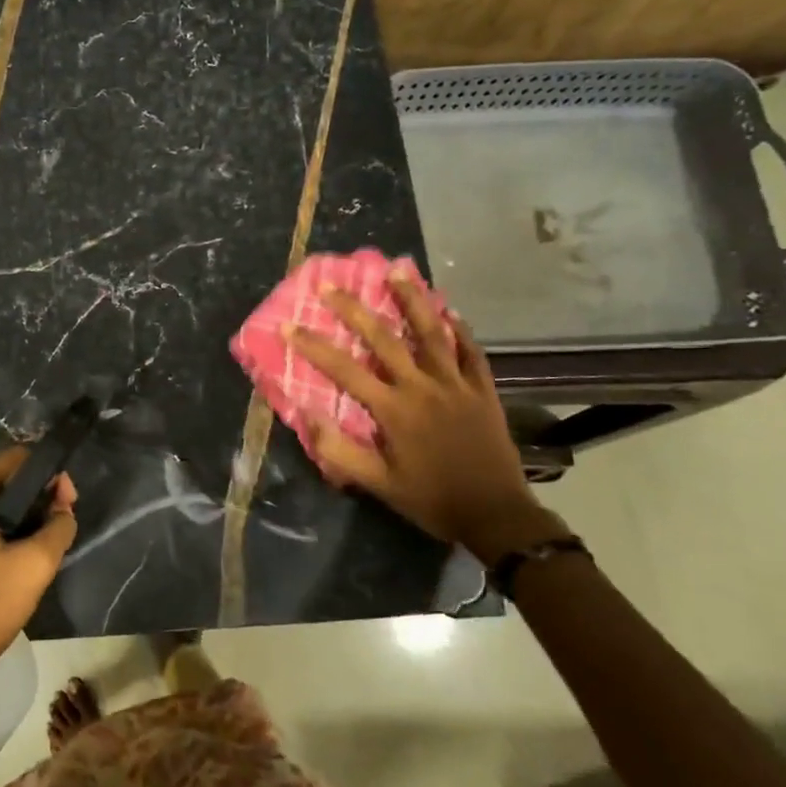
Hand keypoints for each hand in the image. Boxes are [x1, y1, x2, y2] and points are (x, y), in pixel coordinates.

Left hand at [0, 447, 76, 690]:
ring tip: (41, 549)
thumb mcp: (33, 567)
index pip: (17, 459)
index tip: (68, 504)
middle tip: (59, 528)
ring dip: (18, 520)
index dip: (49, 476)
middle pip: (2, 482)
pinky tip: (13, 564)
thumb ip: (58, 527)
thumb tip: (63, 505)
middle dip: (35, 500)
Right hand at [284, 271, 564, 563]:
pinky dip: (459, 329)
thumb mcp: (378, 484)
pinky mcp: (483, 390)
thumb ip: (340, 450)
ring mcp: (457, 385)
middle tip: (330, 285)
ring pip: (431, 332)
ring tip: (397, 270)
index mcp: (393, 410)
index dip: (314, 346)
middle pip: (383, 338)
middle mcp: (422, 387)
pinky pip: (471, 352)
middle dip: (353, 309)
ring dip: (412, 299)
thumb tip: (306, 415)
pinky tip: (450, 310)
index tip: (288, 325)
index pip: (344, 370)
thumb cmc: (431, 500)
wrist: (497, 516)